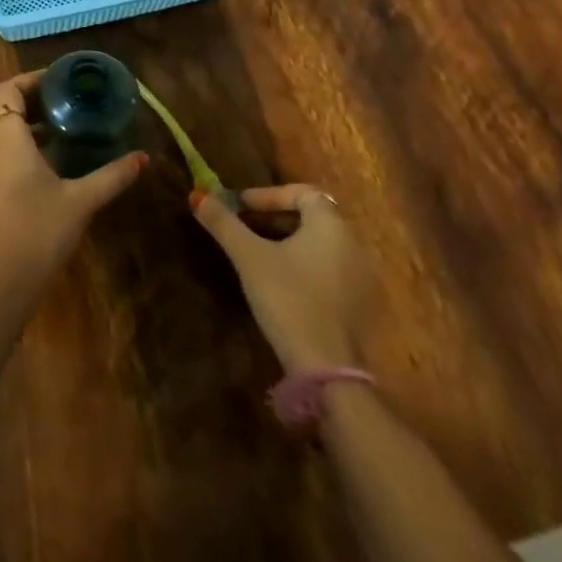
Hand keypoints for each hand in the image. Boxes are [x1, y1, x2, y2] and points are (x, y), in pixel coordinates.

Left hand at [0, 71, 146, 309]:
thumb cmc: (37, 234)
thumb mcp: (80, 202)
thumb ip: (112, 176)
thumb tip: (143, 158)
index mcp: (4, 135)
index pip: (9, 88)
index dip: (33, 79)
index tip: (64, 81)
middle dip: (27, 95)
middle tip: (63, 100)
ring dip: (19, 116)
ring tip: (58, 123)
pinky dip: (12, 137)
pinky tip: (44, 156)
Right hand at [193, 185, 372, 373]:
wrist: (326, 369)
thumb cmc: (287, 298)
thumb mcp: (248, 256)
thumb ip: (223, 223)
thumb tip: (198, 196)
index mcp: (331, 224)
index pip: (301, 192)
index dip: (268, 195)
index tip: (240, 206)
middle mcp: (353, 244)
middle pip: (312, 217)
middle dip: (275, 218)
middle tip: (245, 227)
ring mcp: (362, 277)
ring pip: (321, 245)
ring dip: (290, 242)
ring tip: (259, 254)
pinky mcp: (362, 307)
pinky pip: (331, 270)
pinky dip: (306, 266)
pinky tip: (283, 283)